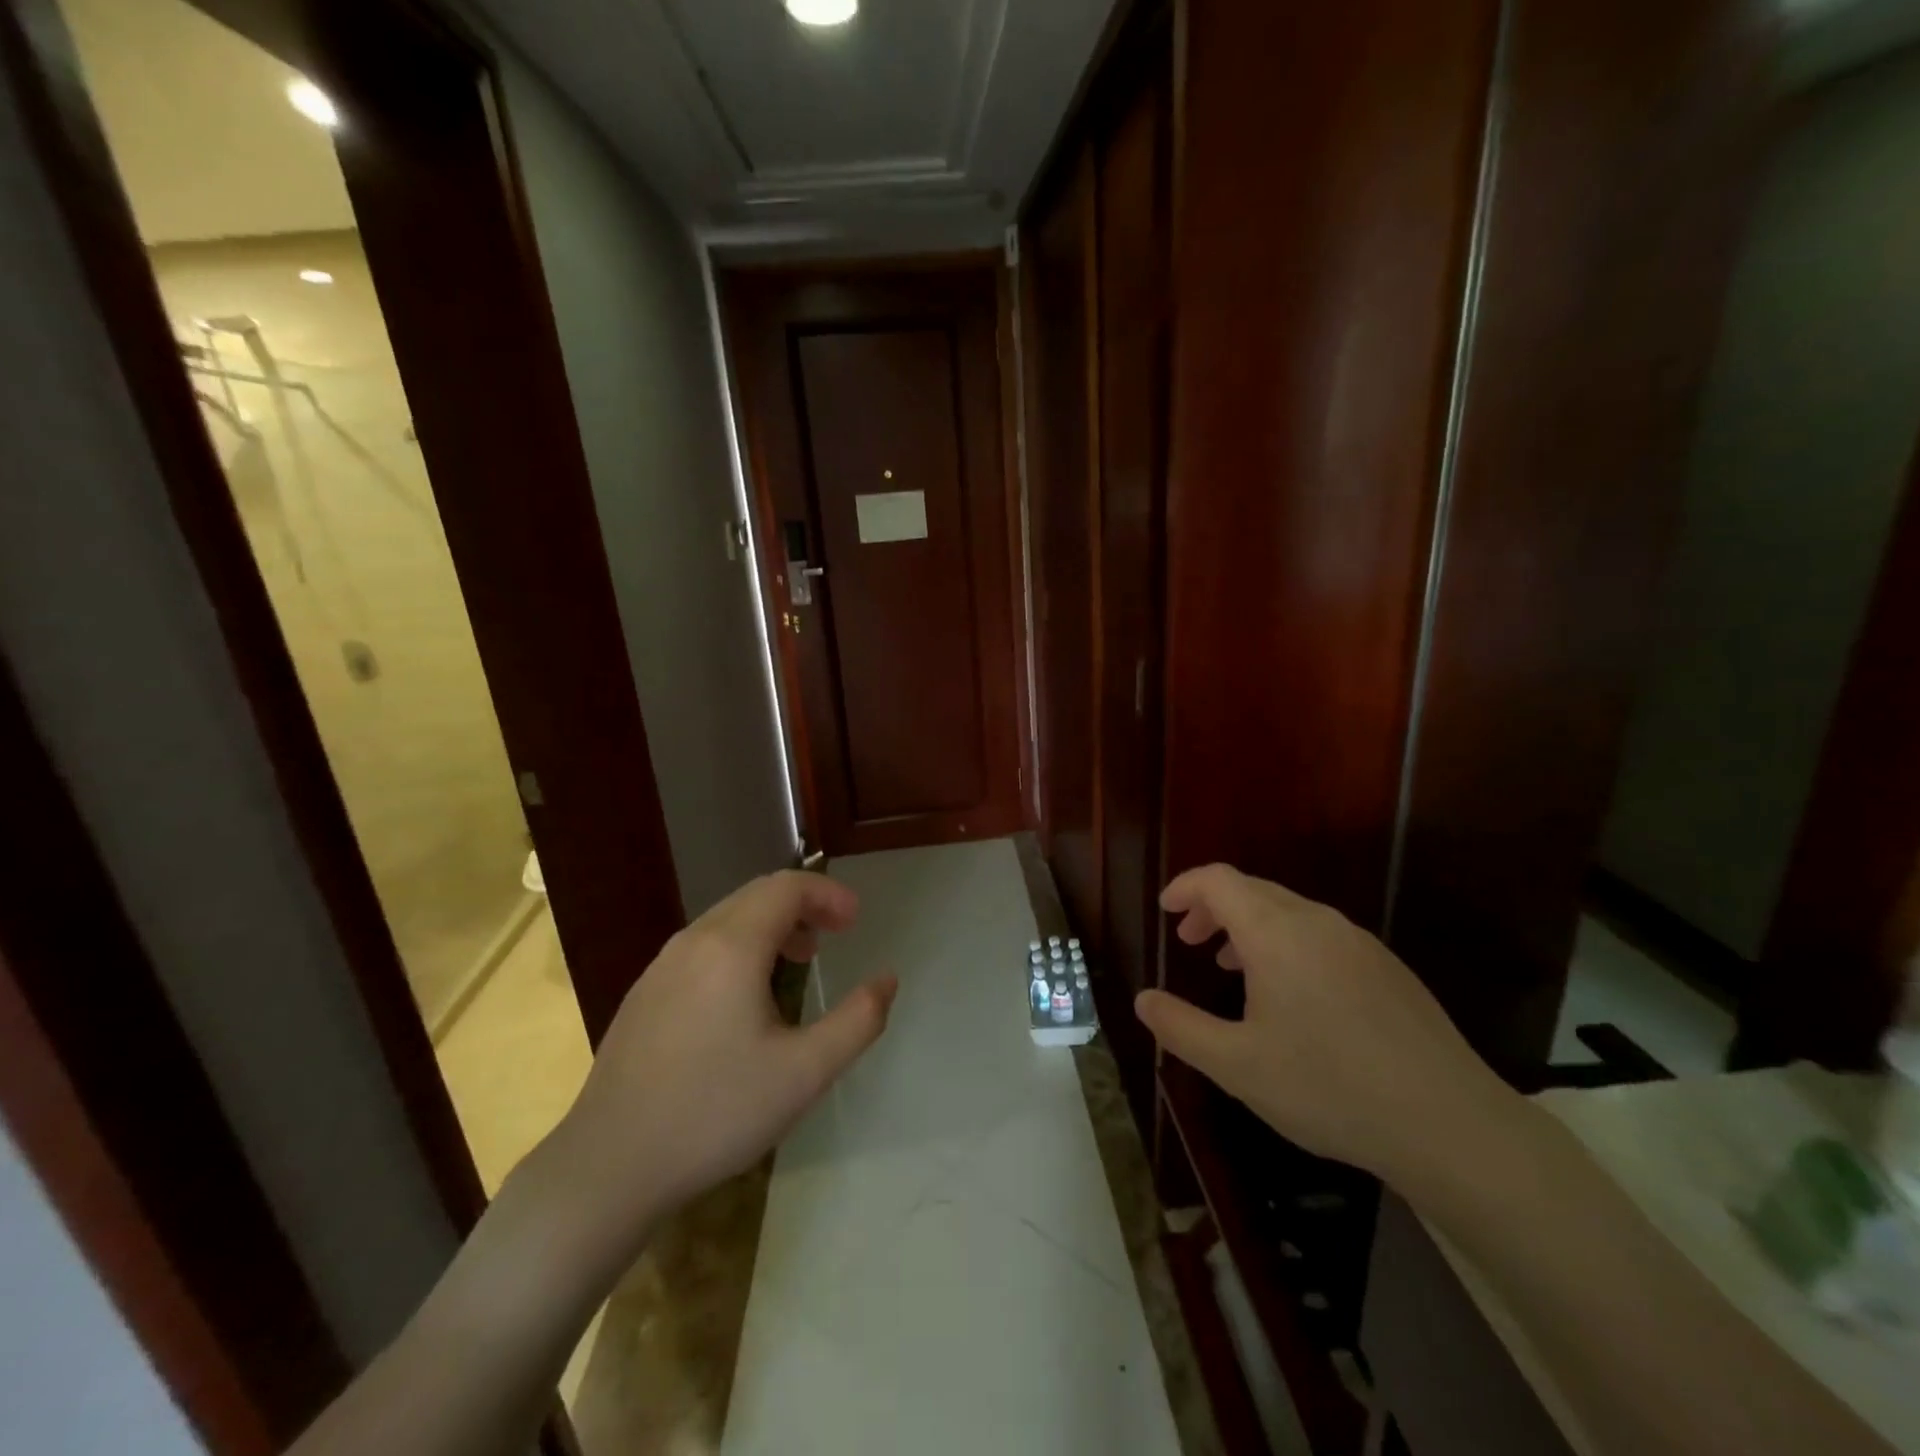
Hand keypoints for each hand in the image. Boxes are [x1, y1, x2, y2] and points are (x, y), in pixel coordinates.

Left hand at [541, 870, 896, 1253]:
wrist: (608, 1166)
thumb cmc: (715, 1113)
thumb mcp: (804, 1073)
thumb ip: (858, 1021)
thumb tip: (887, 980)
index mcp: (732, 947)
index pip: (787, 887)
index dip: (828, 894)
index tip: (855, 921)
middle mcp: (693, 941)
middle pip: (757, 895)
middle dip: (804, 904)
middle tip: (836, 933)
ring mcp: (662, 966)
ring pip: (727, 919)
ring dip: (772, 924)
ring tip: (799, 959)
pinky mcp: (644, 993)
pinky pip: (703, 945)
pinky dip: (740, 945)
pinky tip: (747, 995)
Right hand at [1134, 864, 1515, 1180]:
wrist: (1451, 1125)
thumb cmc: (1329, 1087)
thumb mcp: (1237, 1065)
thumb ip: (1180, 1027)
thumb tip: (1143, 1000)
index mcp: (1277, 934)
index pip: (1220, 881)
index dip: (1186, 887)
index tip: (1166, 911)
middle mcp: (1318, 922)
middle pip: (1253, 890)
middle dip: (1214, 908)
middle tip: (1190, 942)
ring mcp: (1359, 943)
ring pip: (1290, 913)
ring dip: (1251, 928)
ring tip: (1233, 968)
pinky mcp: (1388, 968)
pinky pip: (1322, 935)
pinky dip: (1288, 944)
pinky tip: (1293, 997)